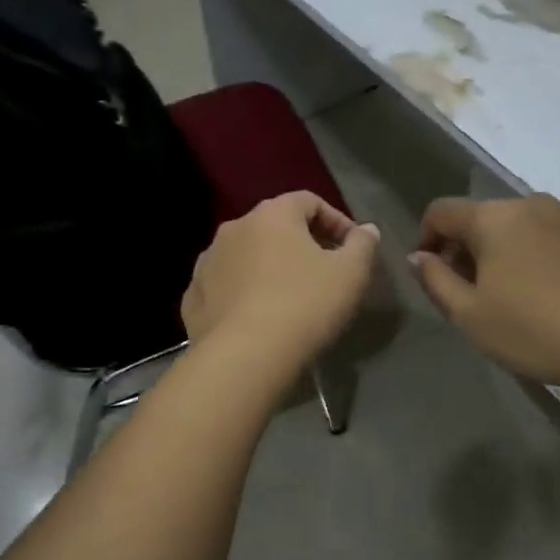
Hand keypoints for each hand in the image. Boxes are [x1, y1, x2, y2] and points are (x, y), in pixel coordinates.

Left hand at [181, 192, 380, 367]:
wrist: (245, 357)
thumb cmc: (305, 305)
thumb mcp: (351, 274)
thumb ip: (362, 245)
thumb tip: (366, 230)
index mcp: (272, 215)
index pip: (308, 201)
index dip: (336, 221)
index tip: (352, 249)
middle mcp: (234, 228)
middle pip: (275, 226)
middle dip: (302, 244)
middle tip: (324, 272)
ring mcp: (208, 262)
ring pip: (246, 256)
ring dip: (269, 267)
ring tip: (289, 297)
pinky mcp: (193, 297)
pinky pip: (225, 286)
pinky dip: (243, 293)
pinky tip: (257, 318)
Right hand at [410, 194, 559, 388]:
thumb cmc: (534, 330)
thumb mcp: (470, 315)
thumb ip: (436, 280)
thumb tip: (421, 256)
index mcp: (494, 217)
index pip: (442, 211)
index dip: (427, 238)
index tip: (433, 272)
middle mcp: (533, 203)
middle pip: (486, 217)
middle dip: (471, 246)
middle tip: (475, 290)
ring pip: (527, 225)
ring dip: (512, 249)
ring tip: (521, 292)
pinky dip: (549, 254)